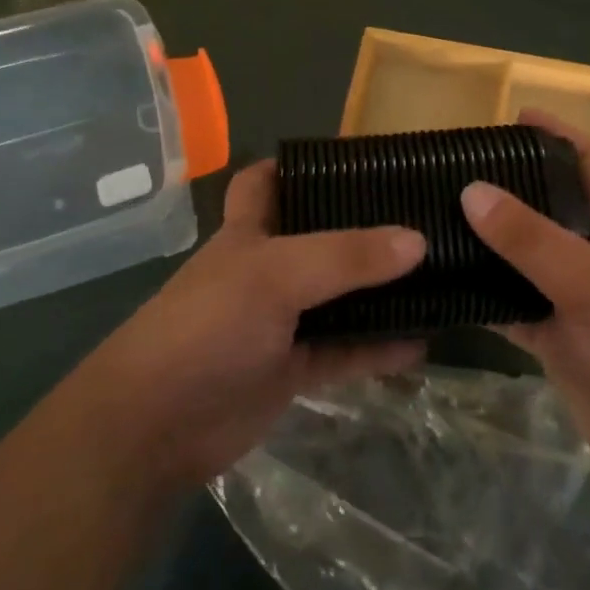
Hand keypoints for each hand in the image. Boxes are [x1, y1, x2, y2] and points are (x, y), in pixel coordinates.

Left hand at [88, 160, 426, 490]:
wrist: (153, 429)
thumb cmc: (207, 327)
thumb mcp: (276, 276)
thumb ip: (346, 257)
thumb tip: (417, 240)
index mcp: (249, 232)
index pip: (267, 181)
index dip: (302, 166)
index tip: (357, 159)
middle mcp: (266, 270)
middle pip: (319, 238)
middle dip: (362, 228)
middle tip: (419, 215)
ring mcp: (279, 321)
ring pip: (338, 298)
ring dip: (380, 292)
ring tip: (436, 277)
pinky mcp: (291, 369)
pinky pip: (344, 351)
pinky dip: (379, 348)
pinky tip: (421, 342)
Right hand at [461, 110, 589, 508]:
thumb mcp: (588, 281)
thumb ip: (530, 237)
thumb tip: (471, 189)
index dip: (560, 134)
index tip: (516, 116)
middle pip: (550, 206)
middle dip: (512, 184)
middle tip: (457, 169)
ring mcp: (574, 297)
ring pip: (526, 257)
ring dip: (490, 242)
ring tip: (438, 219)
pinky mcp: (556, 338)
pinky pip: (512, 306)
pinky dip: (483, 297)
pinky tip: (444, 287)